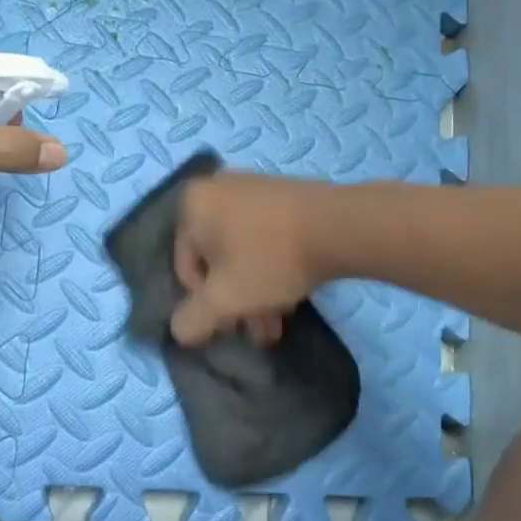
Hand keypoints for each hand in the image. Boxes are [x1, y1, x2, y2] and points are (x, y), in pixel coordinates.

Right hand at [171, 171, 336, 345]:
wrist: (339, 226)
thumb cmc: (271, 259)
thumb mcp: (224, 300)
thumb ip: (193, 320)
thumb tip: (181, 330)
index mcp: (193, 204)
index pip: (185, 268)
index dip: (206, 304)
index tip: (232, 325)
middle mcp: (218, 188)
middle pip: (216, 260)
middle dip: (235, 302)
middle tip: (257, 331)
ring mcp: (253, 189)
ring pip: (243, 253)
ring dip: (255, 293)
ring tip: (276, 325)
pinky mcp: (283, 196)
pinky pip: (264, 238)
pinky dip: (271, 268)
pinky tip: (290, 297)